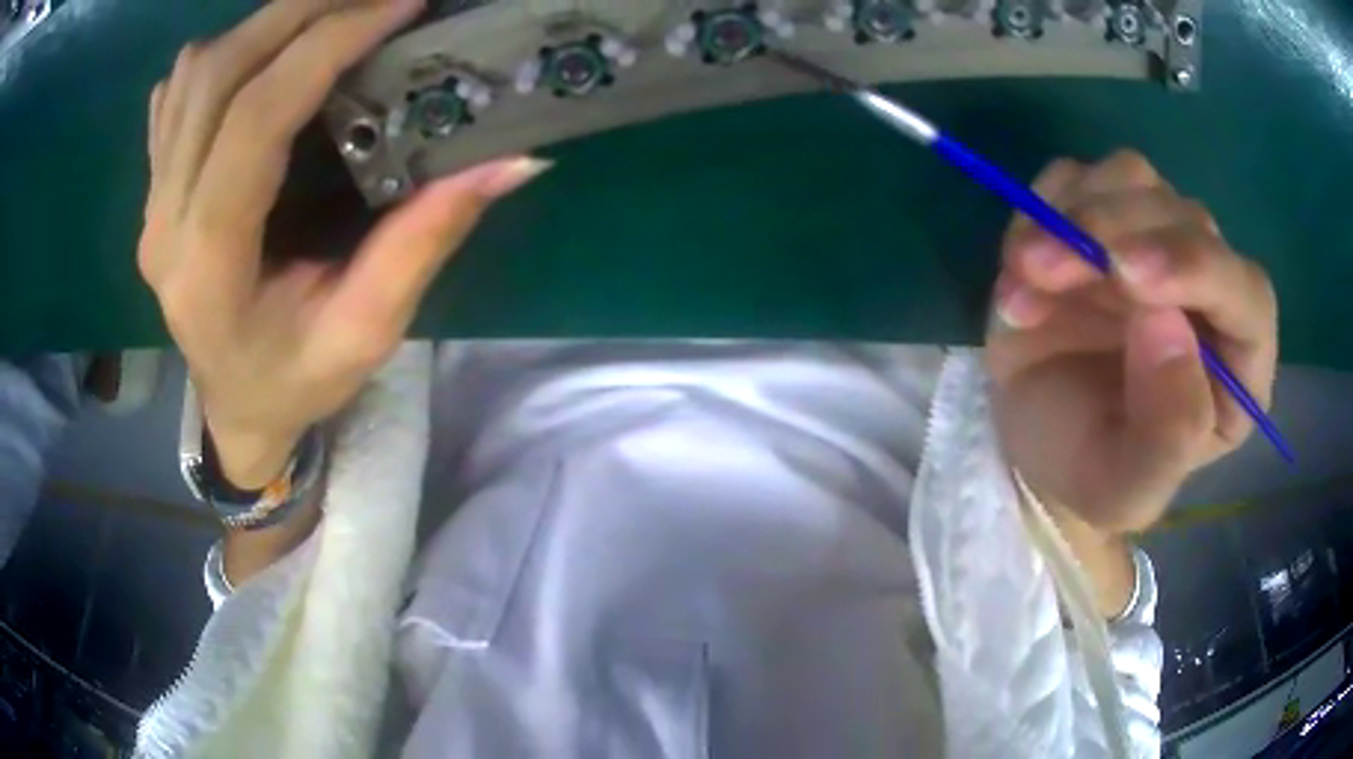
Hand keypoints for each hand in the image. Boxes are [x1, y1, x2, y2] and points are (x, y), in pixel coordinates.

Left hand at [139, 0, 548, 487]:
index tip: (400, 4)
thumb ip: (424, 241)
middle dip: (300, 13)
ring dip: (265, 25)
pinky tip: (265, 54)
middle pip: (216, 77)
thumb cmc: (296, 382)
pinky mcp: (154, 189)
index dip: (326, 46)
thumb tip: (511, 159)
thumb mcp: (368, 331)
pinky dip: (225, 53)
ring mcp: (151, 202)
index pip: (255, 121)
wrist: (235, 406)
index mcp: (209, 266)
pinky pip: (176, 95)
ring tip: (330, 16)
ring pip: (193, 74)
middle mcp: (164, 222)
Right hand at [986, 150, 1277, 533]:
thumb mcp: (1126, 489)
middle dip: (1113, 233)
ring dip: (1075, 213)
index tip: (1127, 275)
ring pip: (1133, 179)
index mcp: (1236, 363)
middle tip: (1042, 269)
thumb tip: (1168, 327)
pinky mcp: (1102, 218)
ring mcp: (1154, 242)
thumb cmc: (1091, 473)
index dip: (1197, 268)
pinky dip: (1043, 205)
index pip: (1246, 293)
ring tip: (1026, 272)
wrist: (1035, 442)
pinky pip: (1078, 177)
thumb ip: (1167, 433)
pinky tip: (1022, 263)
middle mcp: (1207, 290)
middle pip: (1184, 218)